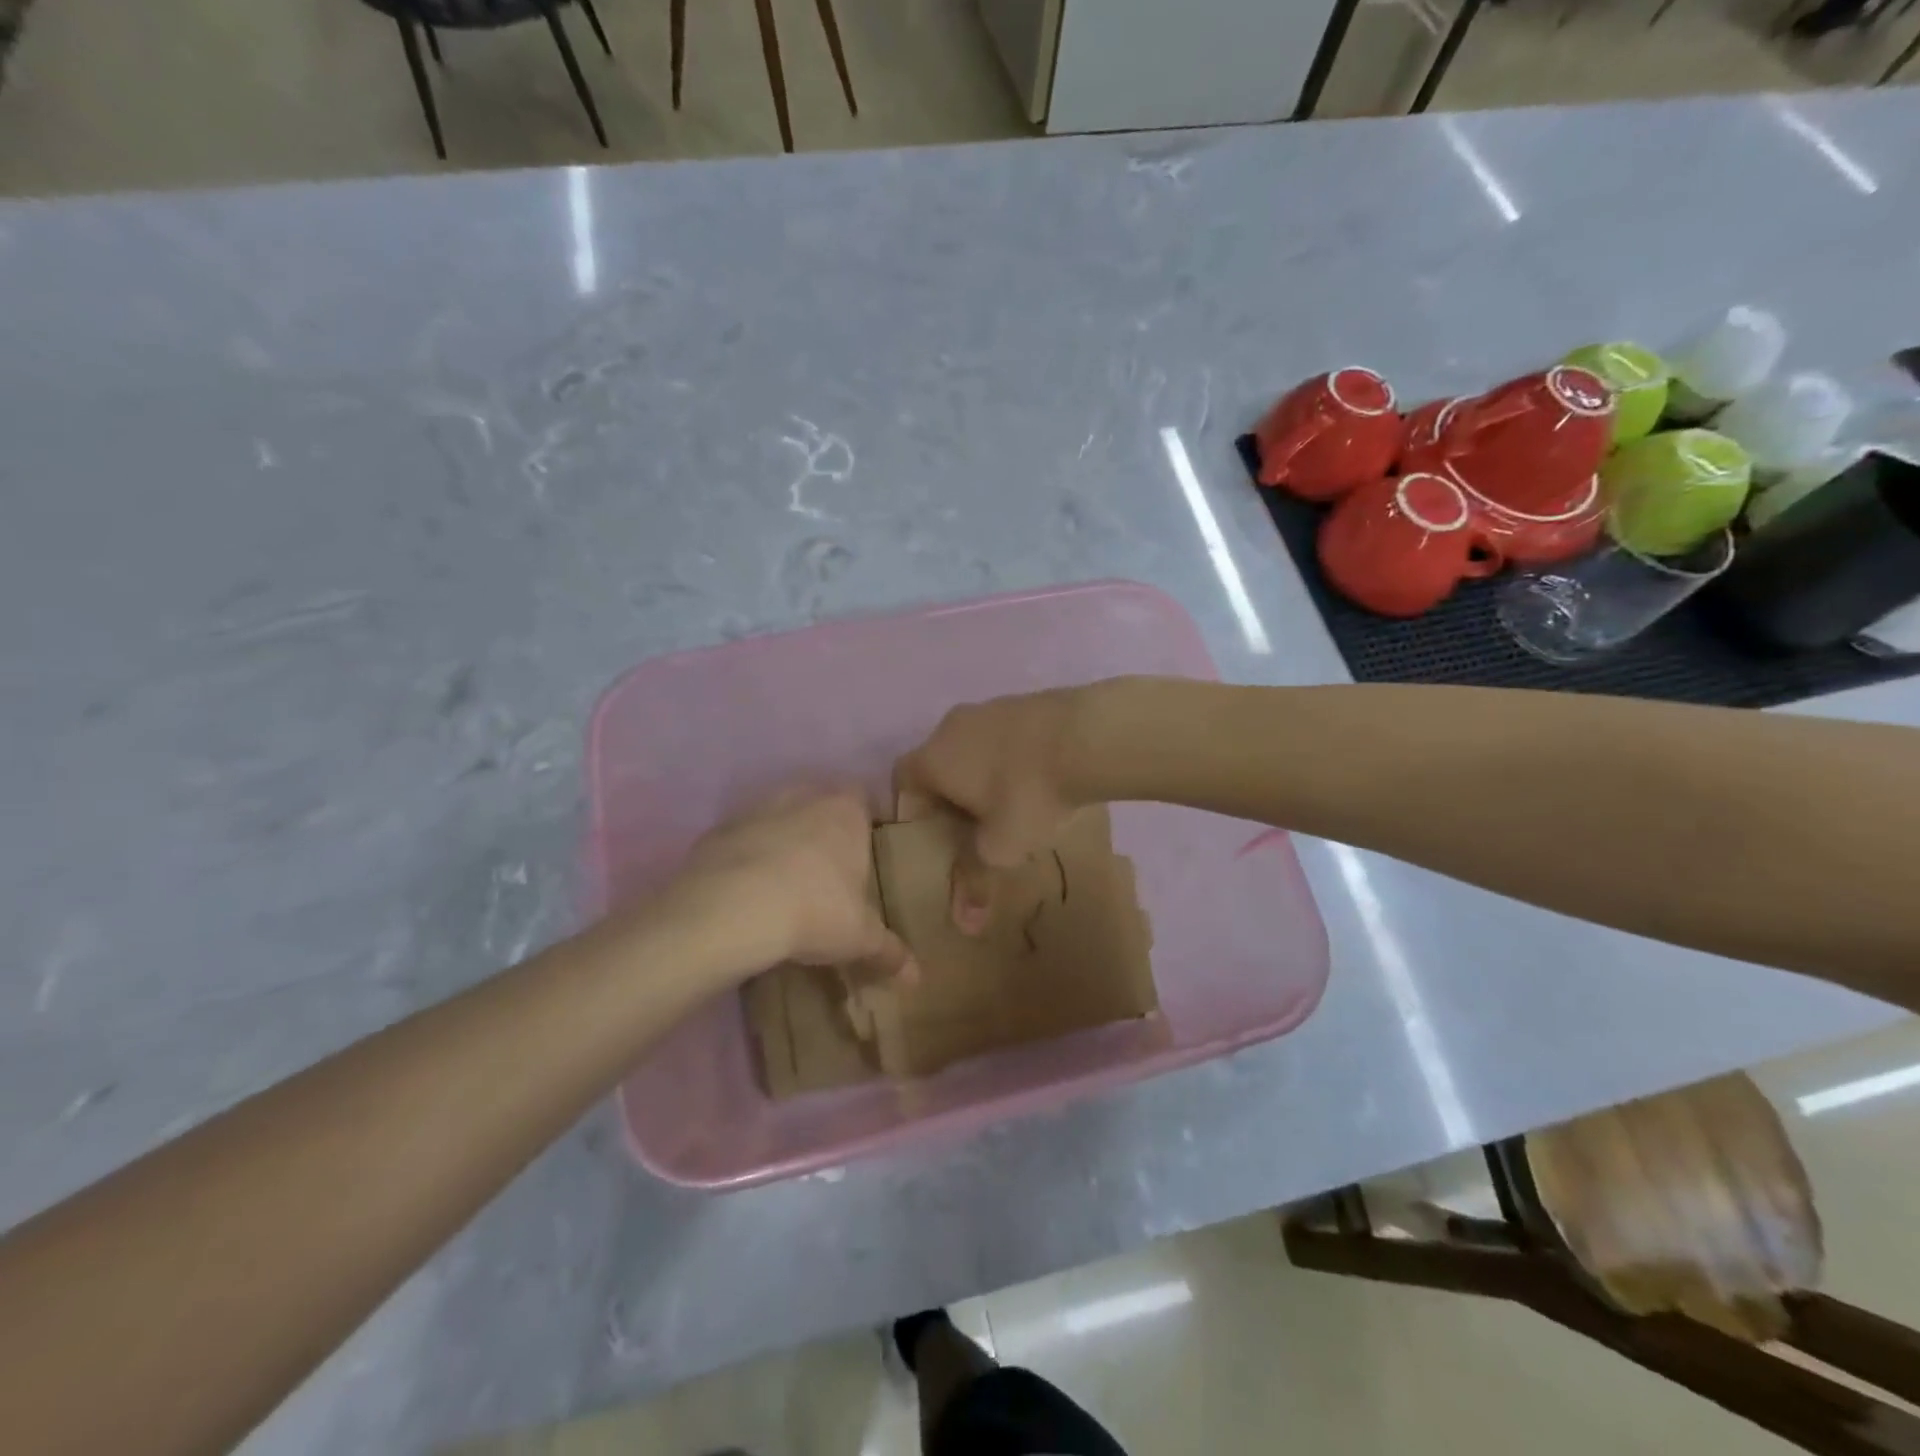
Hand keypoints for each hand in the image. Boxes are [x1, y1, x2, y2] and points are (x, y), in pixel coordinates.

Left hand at [667, 787, 915, 983]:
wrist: (730, 910)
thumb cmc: (815, 909)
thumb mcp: (860, 937)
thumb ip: (889, 951)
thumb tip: (917, 978)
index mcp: (846, 810)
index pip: (864, 798)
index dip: (866, 822)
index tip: (866, 853)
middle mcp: (803, 796)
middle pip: (820, 804)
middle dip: (824, 831)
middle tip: (828, 874)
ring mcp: (757, 809)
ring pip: (778, 818)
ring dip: (783, 842)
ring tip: (785, 885)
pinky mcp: (719, 831)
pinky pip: (742, 841)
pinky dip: (746, 859)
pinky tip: (745, 893)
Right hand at [893, 688, 1091, 932]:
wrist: (1087, 736)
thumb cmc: (1027, 795)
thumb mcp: (1000, 847)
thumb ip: (975, 882)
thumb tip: (965, 926)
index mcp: (933, 757)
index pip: (903, 781)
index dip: (912, 809)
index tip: (935, 835)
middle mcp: (951, 726)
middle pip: (938, 762)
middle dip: (951, 795)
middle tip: (973, 826)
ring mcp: (990, 707)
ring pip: (973, 747)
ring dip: (984, 774)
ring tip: (1012, 805)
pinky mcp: (1025, 700)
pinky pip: (1005, 735)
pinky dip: (1012, 757)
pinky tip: (1040, 779)